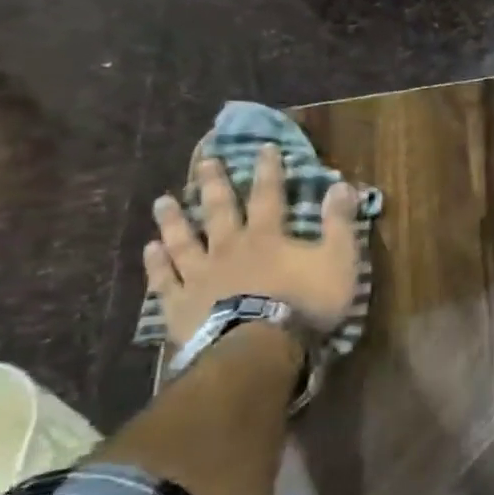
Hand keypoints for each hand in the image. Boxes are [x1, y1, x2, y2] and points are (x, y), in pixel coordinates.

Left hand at [143, 143, 360, 346]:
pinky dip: (157, 263)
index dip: (269, 170)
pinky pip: (165, 279)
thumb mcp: (338, 261)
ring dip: (174, 219)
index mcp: (267, 236)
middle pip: (219, 210)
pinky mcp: (180, 304)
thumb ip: (339, 223)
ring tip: (162, 201)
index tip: (264, 147)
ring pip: (183, 240)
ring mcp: (199, 275)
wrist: (257, 347)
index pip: (269, 195)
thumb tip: (343, 185)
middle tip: (204, 162)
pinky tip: (150, 249)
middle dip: (214, 184)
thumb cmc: (304, 303)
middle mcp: (229, 247)